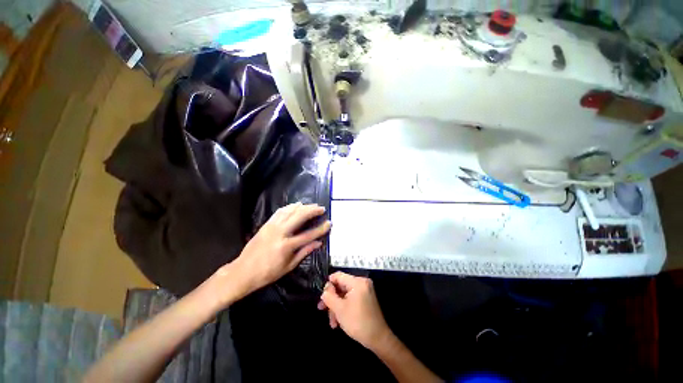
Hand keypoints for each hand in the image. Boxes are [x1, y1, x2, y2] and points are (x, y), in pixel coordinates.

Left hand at [223, 203, 330, 297]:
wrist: (243, 271)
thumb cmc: (268, 272)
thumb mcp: (289, 266)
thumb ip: (305, 252)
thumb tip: (319, 243)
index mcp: (287, 246)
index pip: (309, 234)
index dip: (321, 228)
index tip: (329, 223)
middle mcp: (280, 232)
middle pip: (300, 216)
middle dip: (312, 210)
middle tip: (321, 208)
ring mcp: (272, 226)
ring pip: (290, 211)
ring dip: (303, 206)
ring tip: (312, 205)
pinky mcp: (266, 224)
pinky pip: (280, 211)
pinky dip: (290, 206)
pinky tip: (296, 205)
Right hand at [318, 272, 391, 350]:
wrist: (378, 339)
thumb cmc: (358, 322)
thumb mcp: (339, 309)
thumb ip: (329, 296)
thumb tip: (325, 289)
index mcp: (357, 282)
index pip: (338, 275)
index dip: (328, 284)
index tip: (322, 297)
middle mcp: (362, 283)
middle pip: (341, 286)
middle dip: (332, 299)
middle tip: (322, 309)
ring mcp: (365, 291)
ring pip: (345, 294)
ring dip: (337, 306)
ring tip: (332, 322)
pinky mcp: (366, 299)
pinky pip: (351, 299)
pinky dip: (344, 307)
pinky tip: (338, 321)